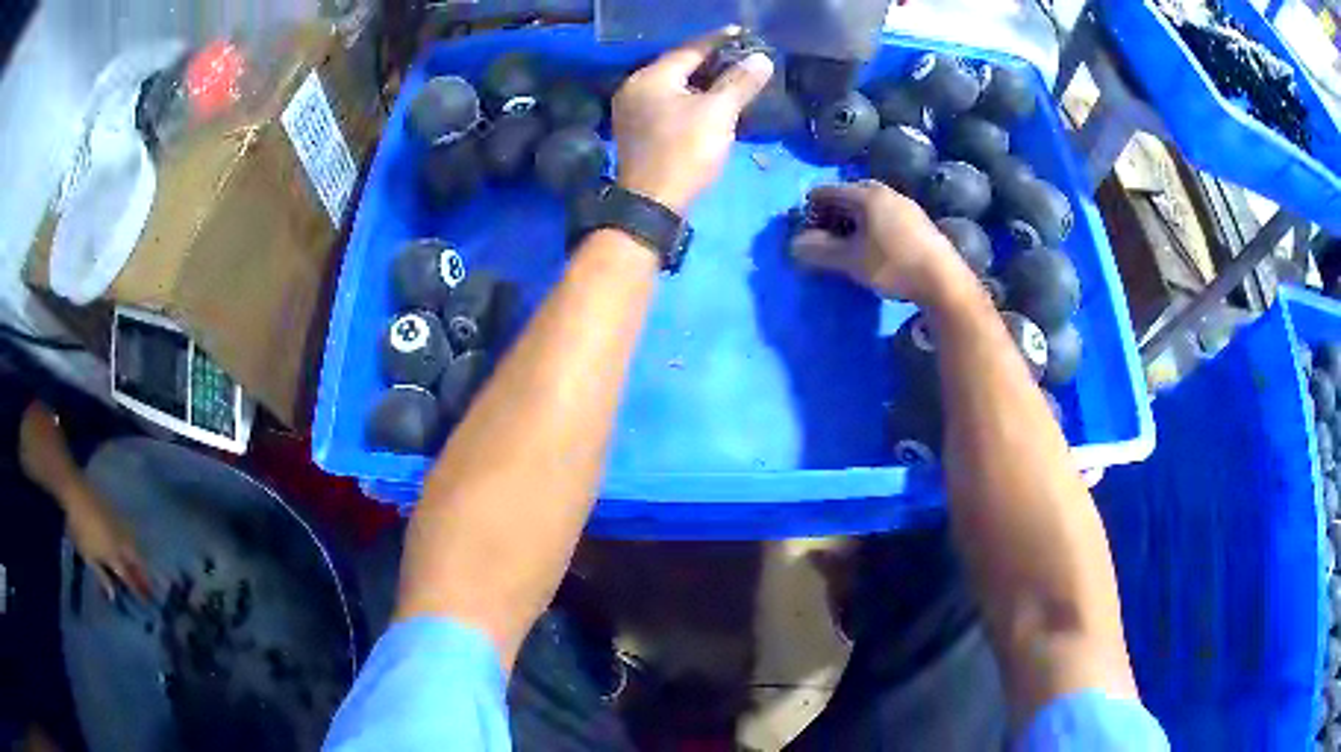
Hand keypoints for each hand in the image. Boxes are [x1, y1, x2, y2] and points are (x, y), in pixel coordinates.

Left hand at [65, 487, 150, 599]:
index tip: (147, 603)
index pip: (129, 577)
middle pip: (136, 561)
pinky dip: (133, 545)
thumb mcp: (87, 555)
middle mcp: (121, 543)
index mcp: (114, 556)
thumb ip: (101, 575)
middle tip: (149, 587)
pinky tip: (132, 547)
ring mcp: (119, 527)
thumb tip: (114, 595)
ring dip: (140, 559)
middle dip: (143, 574)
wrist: (76, 493)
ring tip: (144, 569)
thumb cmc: (79, 528)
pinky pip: (129, 534)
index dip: (137, 590)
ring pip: (135, 547)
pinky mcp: (116, 515)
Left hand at [613, 27, 773, 212]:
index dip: (718, 40)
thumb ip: (739, 82)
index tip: (742, 33)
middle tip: (741, 56)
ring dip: (703, 82)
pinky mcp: (638, 131)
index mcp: (650, 77)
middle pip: (679, 66)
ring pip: (674, 87)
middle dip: (711, 61)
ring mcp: (633, 111)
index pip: (689, 49)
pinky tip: (711, 103)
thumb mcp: (718, 113)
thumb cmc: (684, 151)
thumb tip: (762, 59)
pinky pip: (669, 104)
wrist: (653, 204)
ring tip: (732, 78)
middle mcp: (635, 88)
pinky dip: (691, 99)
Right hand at [790, 181, 977, 307]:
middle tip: (825, 237)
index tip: (805, 232)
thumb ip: (820, 251)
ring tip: (849, 245)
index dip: (811, 210)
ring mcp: (906, 205)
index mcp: (866, 194)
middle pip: (849, 195)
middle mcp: (887, 192)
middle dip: (833, 214)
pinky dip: (873, 227)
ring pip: (870, 206)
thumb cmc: (893, 265)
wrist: (944, 281)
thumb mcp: (851, 260)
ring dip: (854, 221)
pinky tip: (875, 249)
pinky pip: (886, 217)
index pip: (827, 191)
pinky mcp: (919, 222)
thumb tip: (793, 246)